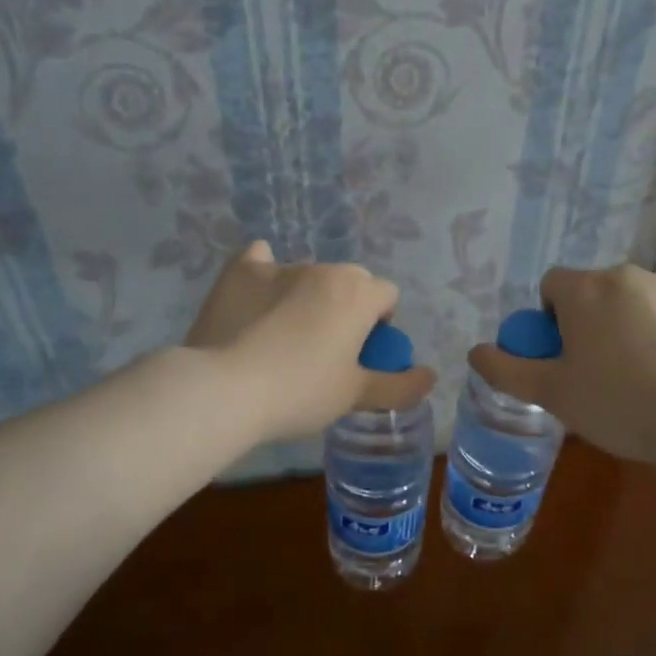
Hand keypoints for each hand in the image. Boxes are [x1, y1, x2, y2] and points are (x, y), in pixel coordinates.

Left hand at [184, 241, 436, 442]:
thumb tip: (431, 375)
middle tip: (327, 347)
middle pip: (350, 281)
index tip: (363, 353)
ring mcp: (278, 266)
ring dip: (307, 296)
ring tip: (283, 336)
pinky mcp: (239, 272)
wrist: (224, 390)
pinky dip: (264, 273)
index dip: (382, 323)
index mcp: (357, 294)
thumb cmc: (300, 392)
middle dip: (347, 306)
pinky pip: (259, 260)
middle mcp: (323, 270)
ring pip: (307, 275)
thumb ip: (399, 385)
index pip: (387, 295)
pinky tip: (256, 296)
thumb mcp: (355, 396)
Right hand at [467, 264, 655, 463]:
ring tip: (645, 376)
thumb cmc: (615, 404)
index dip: (551, 320)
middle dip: (592, 322)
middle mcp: (626, 274)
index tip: (564, 357)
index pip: (552, 286)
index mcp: (584, 289)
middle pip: (595, 292)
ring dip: (631, 324)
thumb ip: (506, 369)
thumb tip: (475, 352)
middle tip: (600, 371)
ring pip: (637, 300)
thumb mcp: (550, 393)